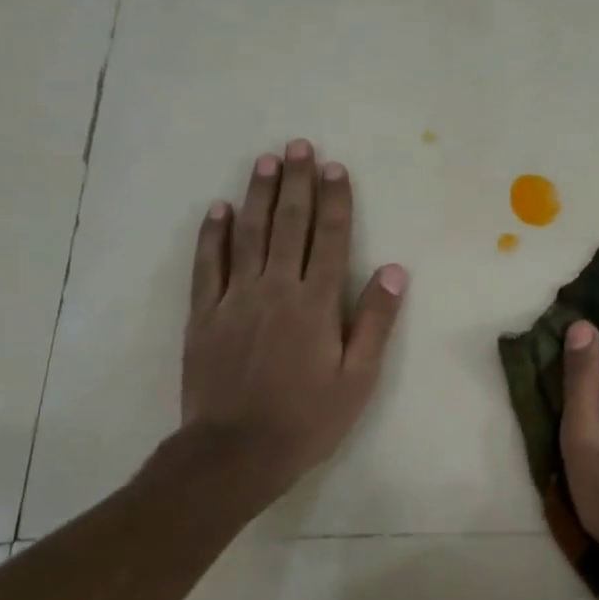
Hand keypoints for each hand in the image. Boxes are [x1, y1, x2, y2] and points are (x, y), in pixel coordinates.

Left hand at [180, 139, 406, 509]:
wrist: (235, 453)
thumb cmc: (306, 419)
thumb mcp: (357, 378)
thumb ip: (374, 321)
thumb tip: (394, 270)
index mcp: (316, 303)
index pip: (330, 239)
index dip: (334, 200)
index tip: (335, 168)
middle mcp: (276, 289)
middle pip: (288, 225)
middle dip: (296, 183)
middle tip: (298, 146)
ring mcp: (235, 299)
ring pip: (248, 235)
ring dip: (258, 195)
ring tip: (265, 161)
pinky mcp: (204, 315)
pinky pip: (208, 265)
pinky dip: (213, 234)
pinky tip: (218, 209)